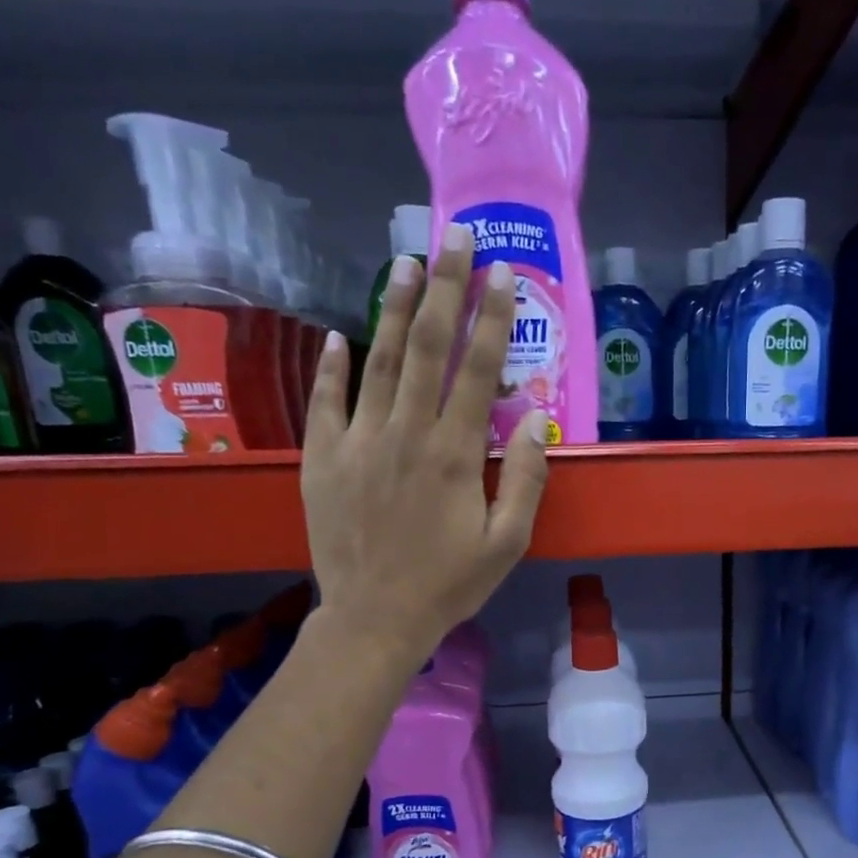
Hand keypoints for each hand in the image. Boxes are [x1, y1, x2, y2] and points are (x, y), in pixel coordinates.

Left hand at [299, 222, 548, 666]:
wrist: (374, 619)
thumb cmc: (449, 585)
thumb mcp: (506, 543)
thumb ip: (523, 479)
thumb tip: (533, 418)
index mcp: (453, 454)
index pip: (476, 370)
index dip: (491, 318)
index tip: (502, 273)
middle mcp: (405, 434)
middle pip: (425, 348)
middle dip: (443, 288)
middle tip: (453, 238)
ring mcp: (358, 442)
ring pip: (377, 361)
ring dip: (393, 308)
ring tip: (404, 261)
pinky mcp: (324, 459)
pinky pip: (327, 402)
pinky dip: (332, 366)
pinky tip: (340, 336)